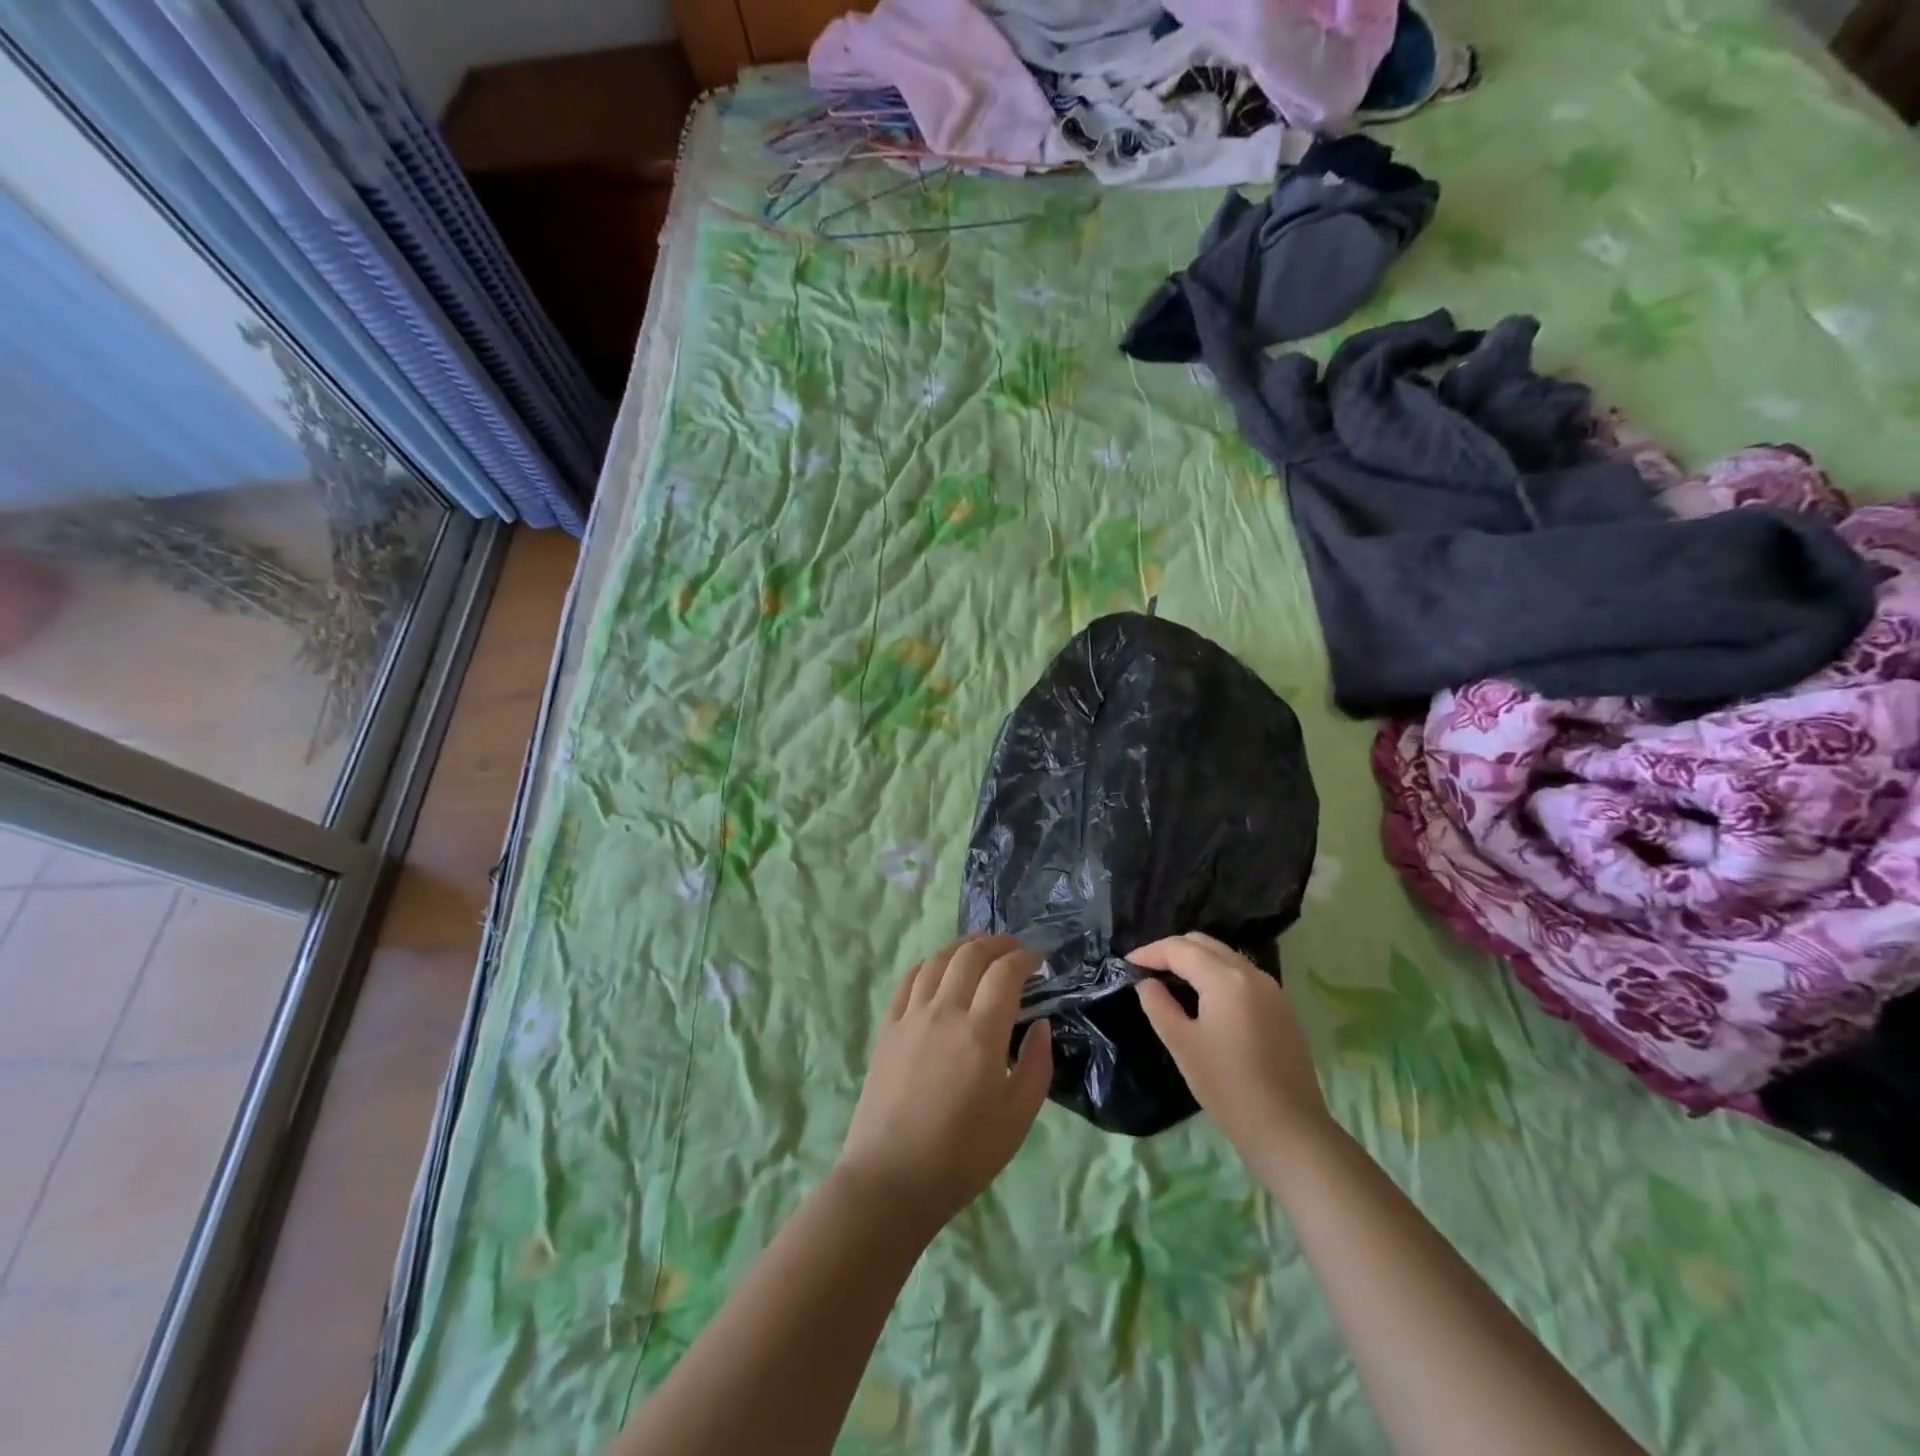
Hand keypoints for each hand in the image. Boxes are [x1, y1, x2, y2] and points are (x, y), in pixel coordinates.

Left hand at [836, 935, 1052, 1232]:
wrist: (892, 1180)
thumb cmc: (963, 1156)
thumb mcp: (1017, 1119)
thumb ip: (1037, 1065)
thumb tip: (1040, 1024)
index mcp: (980, 1034)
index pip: (1005, 973)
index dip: (1025, 958)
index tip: (1039, 960)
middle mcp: (945, 1012)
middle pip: (971, 955)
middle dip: (997, 943)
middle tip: (1014, 948)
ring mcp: (911, 1016)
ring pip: (938, 960)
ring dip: (963, 946)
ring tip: (979, 948)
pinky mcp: (887, 1027)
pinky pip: (908, 980)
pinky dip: (928, 964)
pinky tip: (938, 967)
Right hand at [1131, 932, 1332, 1168]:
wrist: (1289, 1130)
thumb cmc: (1228, 1087)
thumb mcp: (1182, 1045)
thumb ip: (1158, 1006)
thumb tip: (1146, 983)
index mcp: (1225, 979)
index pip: (1180, 948)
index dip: (1150, 952)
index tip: (1126, 963)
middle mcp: (1251, 973)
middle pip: (1204, 944)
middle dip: (1172, 950)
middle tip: (1147, 968)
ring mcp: (1272, 989)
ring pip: (1225, 956)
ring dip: (1195, 960)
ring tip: (1170, 980)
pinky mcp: (1281, 1008)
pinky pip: (1241, 974)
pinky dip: (1216, 974)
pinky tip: (1203, 997)